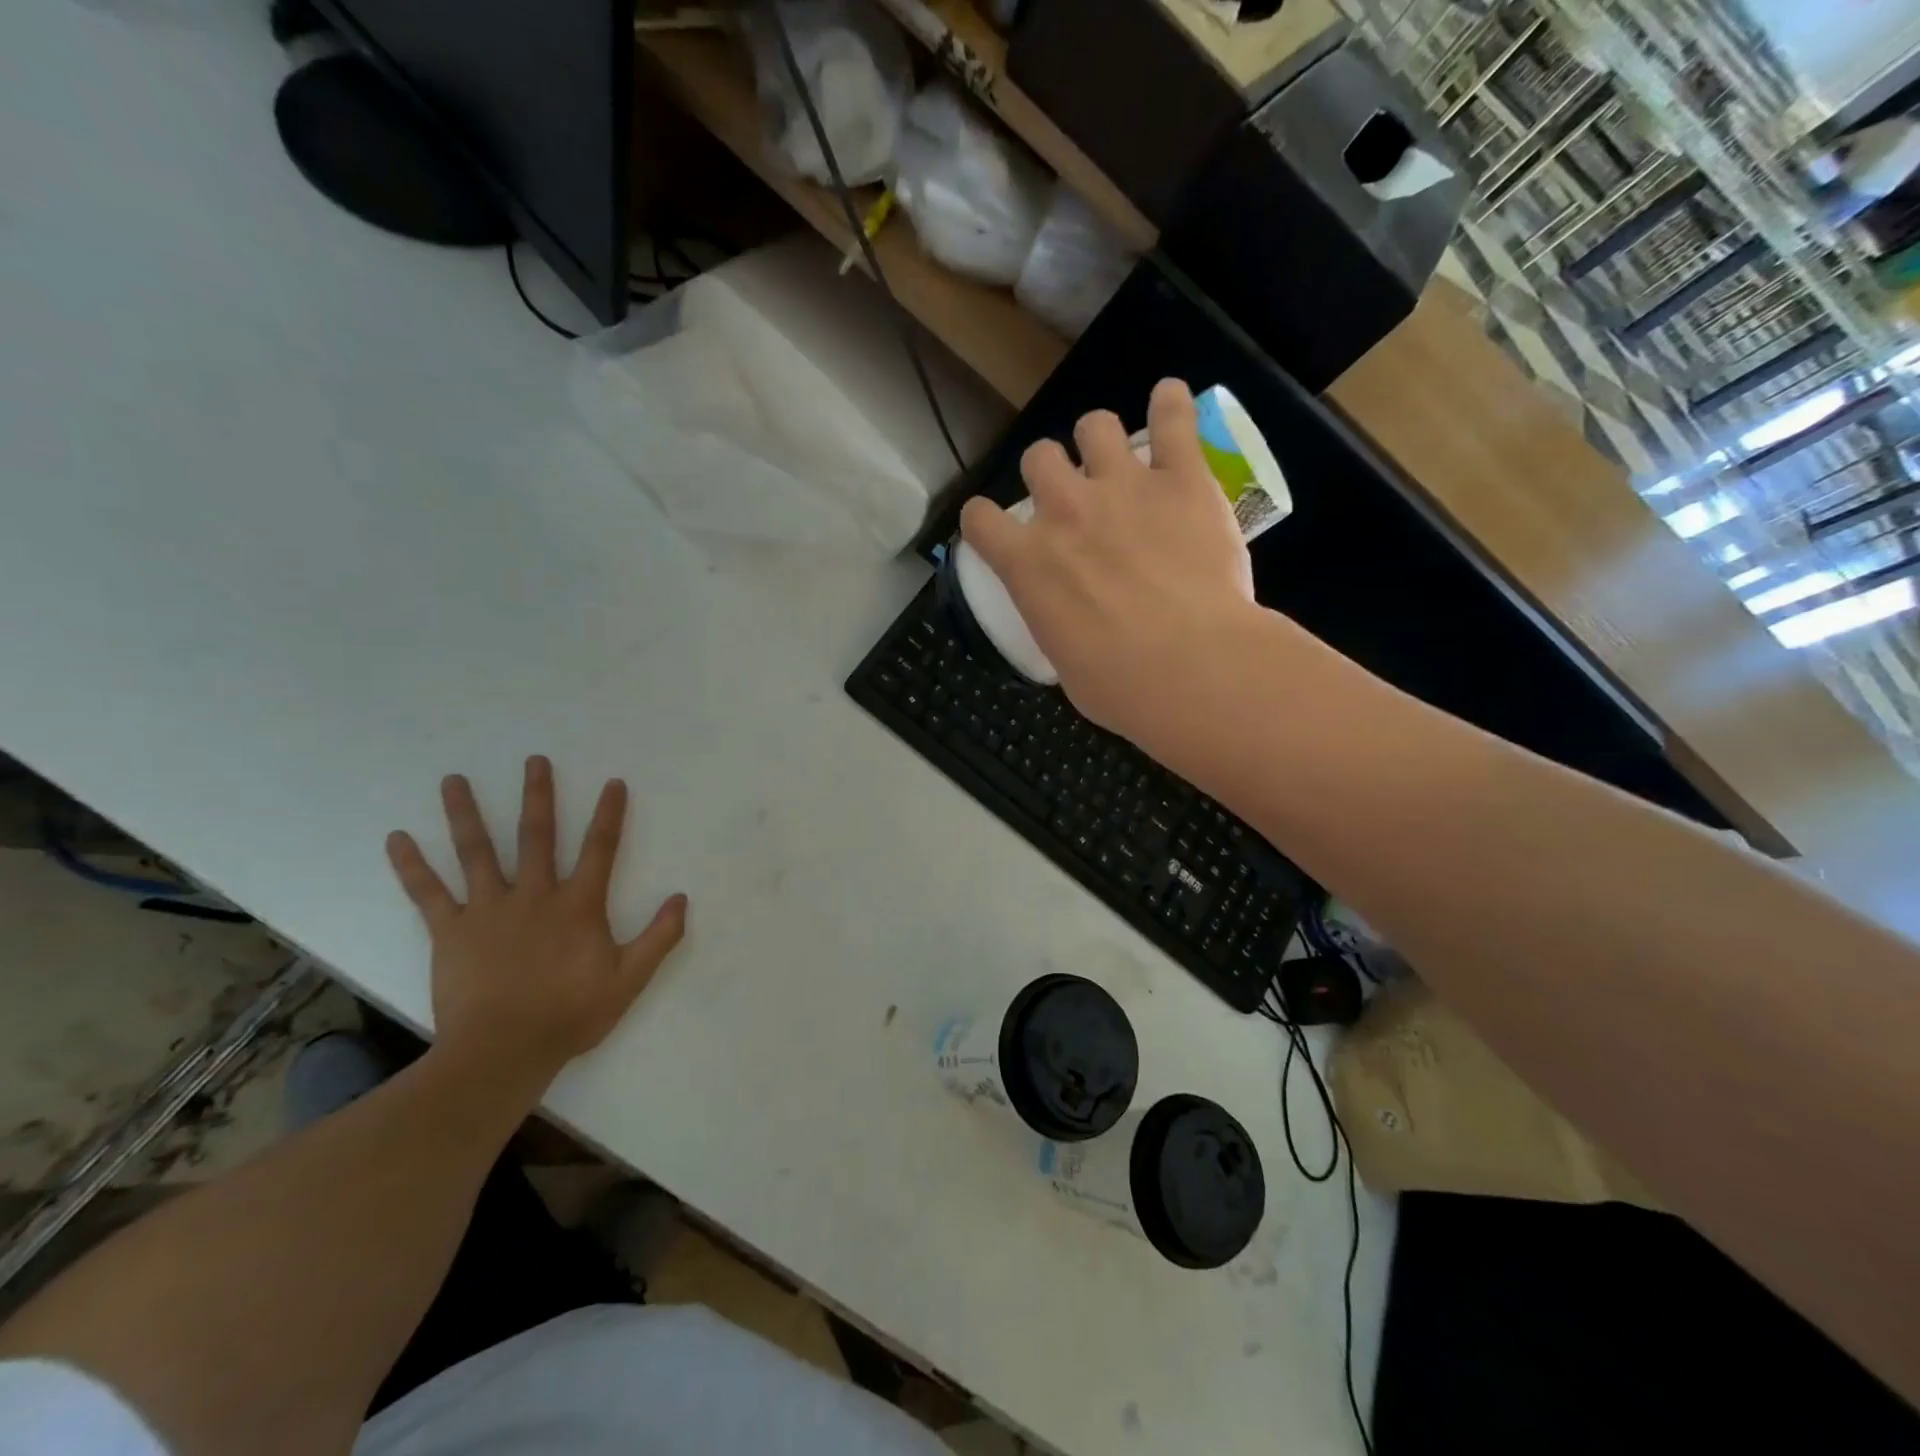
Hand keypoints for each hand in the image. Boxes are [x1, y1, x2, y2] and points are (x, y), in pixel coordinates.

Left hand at [385, 756, 686, 1098]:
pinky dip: (412, 866)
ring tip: (453, 780)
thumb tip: (681, 898)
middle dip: (538, 796)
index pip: (600, 849)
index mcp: (578, 905)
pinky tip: (396, 839)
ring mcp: (488, 910)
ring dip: (466, 814)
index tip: (612, 783)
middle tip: (535, 760)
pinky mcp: (451, 931)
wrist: (503, 1052)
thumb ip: (659, 937)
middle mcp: (534, 895)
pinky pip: (428, 893)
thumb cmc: (570, 1014)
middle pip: (537, 836)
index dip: (609, 814)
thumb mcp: (630, 979)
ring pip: (476, 852)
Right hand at [959, 379, 1258, 748]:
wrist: (1194, 669)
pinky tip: (1171, 400)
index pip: (979, 518)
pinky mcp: (1182, 479)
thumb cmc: (1122, 686)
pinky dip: (1171, 405)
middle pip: (1038, 457)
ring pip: (1095, 425)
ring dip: (1099, 439)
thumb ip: (1058, 625)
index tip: (998, 530)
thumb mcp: (1066, 664)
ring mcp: (1124, 487)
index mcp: (1028, 562)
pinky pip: (1174, 418)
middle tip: (1070, 498)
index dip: (985, 520)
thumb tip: (1072, 626)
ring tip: (1117, 459)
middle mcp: (1065, 510)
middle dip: (1048, 473)